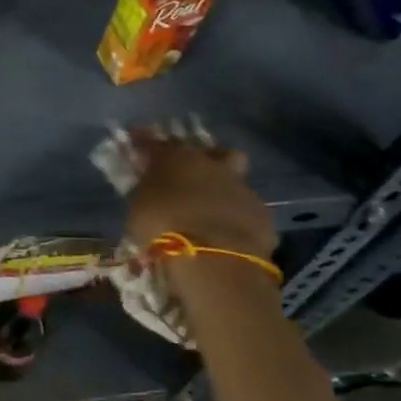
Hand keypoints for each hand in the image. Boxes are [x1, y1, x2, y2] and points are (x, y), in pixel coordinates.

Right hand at [125, 136, 278, 266]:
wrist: (213, 258)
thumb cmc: (163, 228)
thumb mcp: (139, 208)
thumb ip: (146, 192)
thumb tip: (151, 188)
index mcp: (175, 158)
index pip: (155, 143)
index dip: (146, 142)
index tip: (139, 142)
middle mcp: (210, 164)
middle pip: (211, 152)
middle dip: (204, 161)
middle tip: (193, 178)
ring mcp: (240, 187)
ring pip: (235, 178)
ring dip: (225, 189)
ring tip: (214, 211)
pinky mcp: (262, 214)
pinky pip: (248, 210)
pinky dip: (239, 218)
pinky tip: (230, 234)